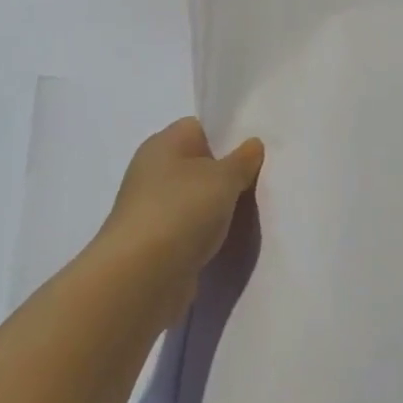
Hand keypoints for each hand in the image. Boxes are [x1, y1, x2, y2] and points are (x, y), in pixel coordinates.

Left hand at [95, 118, 264, 291]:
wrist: (142, 276)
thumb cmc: (182, 211)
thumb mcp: (224, 178)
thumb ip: (243, 159)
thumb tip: (252, 144)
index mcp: (163, 145)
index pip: (199, 127)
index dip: (228, 135)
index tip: (256, 151)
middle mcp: (153, 172)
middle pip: (199, 163)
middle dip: (228, 172)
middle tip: (260, 179)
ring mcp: (153, 207)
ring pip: (197, 196)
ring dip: (220, 204)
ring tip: (250, 209)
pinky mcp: (158, 240)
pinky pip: (191, 224)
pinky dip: (209, 229)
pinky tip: (228, 235)